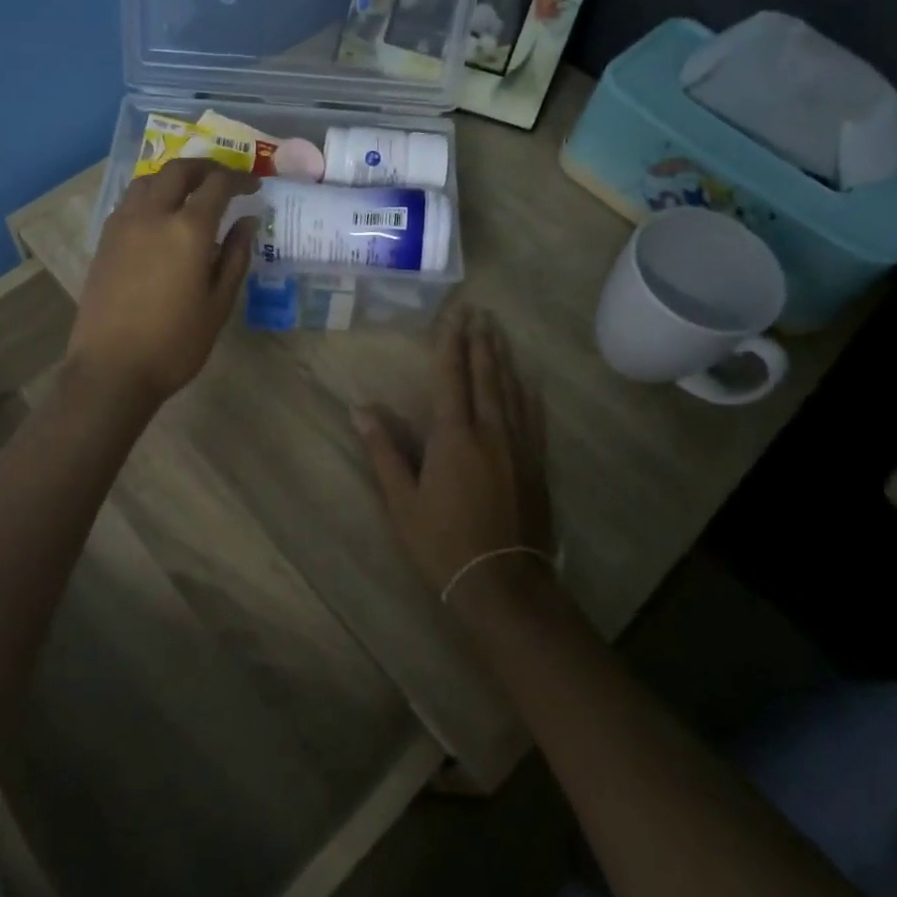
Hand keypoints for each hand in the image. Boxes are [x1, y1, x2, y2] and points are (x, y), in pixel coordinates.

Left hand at [67, 159, 259, 408]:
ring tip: (190, 193)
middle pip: (179, 171)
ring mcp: (123, 225)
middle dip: (206, 168)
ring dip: (174, 177)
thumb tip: (247, 222)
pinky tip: (160, 217)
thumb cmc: (175, 343)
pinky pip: (129, 201)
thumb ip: (235, 256)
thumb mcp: (218, 303)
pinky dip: (150, 195)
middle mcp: (152, 215)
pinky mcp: (105, 239)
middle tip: (224, 179)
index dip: (239, 179)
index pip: (217, 185)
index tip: (253, 185)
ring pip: (149, 180)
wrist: (111, 369)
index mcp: (187, 229)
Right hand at [355, 308, 552, 603]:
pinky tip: (529, 382)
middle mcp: (490, 432)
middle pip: (485, 376)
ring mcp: (518, 448)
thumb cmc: (442, 543)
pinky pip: (533, 419)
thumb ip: (383, 451)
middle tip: (479, 312)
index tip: (454, 315)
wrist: (503, 585)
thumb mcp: (402, 501)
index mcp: (454, 437)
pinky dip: (528, 394)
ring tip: (499, 333)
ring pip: (511, 391)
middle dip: (480, 342)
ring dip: (502, 359)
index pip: (450, 378)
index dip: (450, 344)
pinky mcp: (536, 466)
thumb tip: (360, 409)